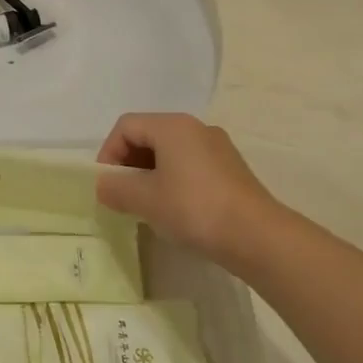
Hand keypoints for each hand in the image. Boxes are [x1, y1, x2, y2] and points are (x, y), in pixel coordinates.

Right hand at [96, 113, 286, 261]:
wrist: (258, 237)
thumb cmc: (194, 208)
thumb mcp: (145, 200)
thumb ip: (116, 188)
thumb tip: (104, 185)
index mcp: (172, 126)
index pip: (126, 126)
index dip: (108, 153)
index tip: (107, 185)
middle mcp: (196, 128)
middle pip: (148, 135)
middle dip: (129, 163)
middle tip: (123, 195)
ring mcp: (218, 148)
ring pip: (170, 152)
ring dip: (150, 174)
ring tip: (147, 205)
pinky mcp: (231, 169)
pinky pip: (191, 165)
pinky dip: (174, 180)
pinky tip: (176, 209)